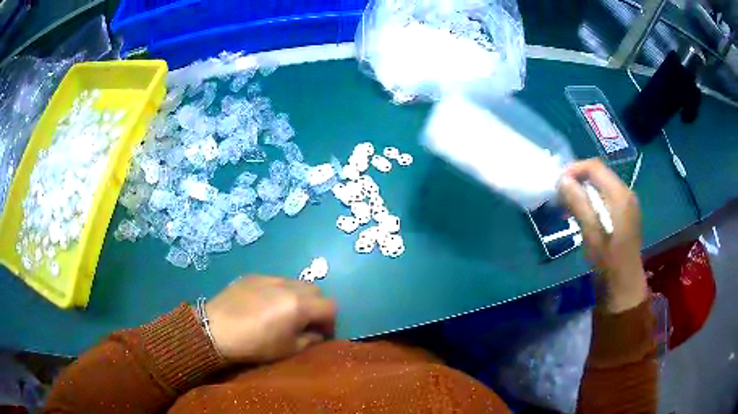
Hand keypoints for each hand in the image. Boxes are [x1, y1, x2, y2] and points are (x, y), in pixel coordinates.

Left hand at [204, 276, 335, 363]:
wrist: (216, 329)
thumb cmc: (255, 345)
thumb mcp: (288, 349)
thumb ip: (310, 339)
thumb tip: (318, 333)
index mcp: (300, 305)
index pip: (330, 306)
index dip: (330, 322)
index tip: (322, 334)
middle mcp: (288, 285)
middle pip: (316, 290)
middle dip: (317, 307)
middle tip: (306, 323)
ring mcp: (270, 277)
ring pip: (296, 283)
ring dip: (299, 297)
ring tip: (286, 312)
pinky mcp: (253, 276)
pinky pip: (276, 281)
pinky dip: (280, 292)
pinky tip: (265, 305)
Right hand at [558, 159, 647, 313]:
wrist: (624, 289)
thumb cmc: (608, 264)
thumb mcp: (592, 235)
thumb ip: (579, 204)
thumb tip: (563, 179)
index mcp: (620, 196)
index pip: (595, 167)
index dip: (574, 169)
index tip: (557, 183)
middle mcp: (626, 194)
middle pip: (599, 175)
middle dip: (578, 180)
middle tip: (559, 196)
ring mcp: (627, 204)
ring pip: (602, 186)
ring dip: (583, 191)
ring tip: (567, 206)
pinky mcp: (625, 215)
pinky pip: (606, 198)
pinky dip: (591, 201)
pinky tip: (581, 214)